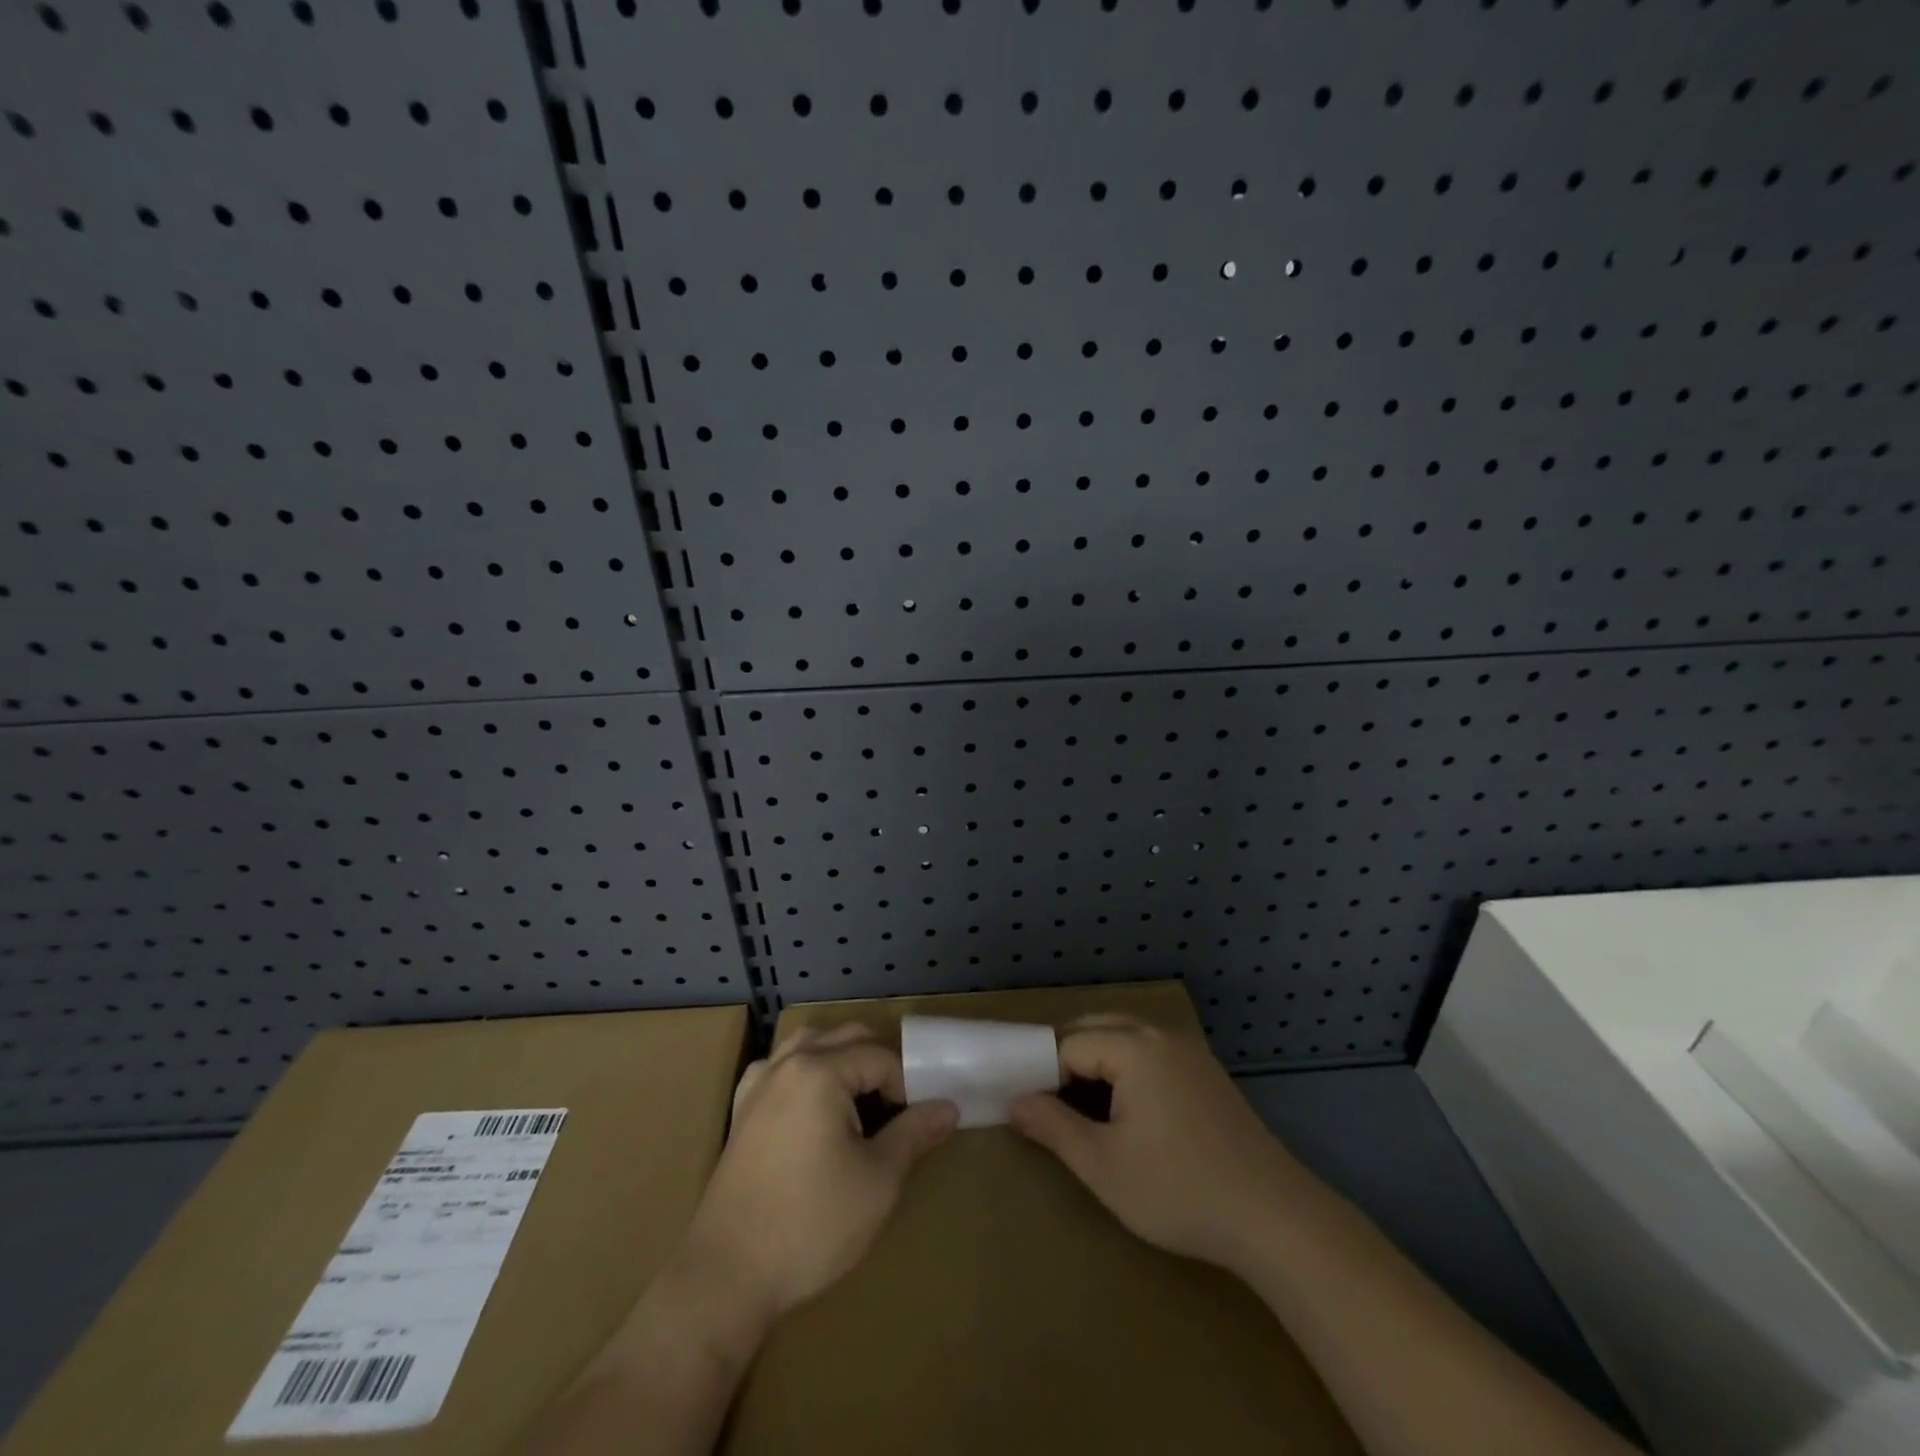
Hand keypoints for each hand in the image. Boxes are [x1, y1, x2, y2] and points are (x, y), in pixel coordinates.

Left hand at [680, 1023, 958, 1329]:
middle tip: (897, 1110)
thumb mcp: (878, 1181)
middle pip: (847, 1037)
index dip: (908, 1087)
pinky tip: (813, 1105)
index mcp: (820, 1071)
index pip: (881, 1058)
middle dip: (879, 1065)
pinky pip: (780, 1066)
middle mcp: (787, 1063)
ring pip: (810, 1043)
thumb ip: (914, 1133)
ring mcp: (759, 1084)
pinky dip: (804, 1070)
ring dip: (842, 1059)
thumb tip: (949, 1106)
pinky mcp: (742, 1110)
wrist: (728, 1276)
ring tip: (860, 1101)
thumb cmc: (811, 1225)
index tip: (917, 1125)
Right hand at [1010, 1014, 1303, 1272]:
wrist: (1274, 1219)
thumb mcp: (1104, 1166)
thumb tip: (1015, 1102)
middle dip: (1068, 1060)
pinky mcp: (1207, 1072)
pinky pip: (1152, 1052)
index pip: (1069, 1044)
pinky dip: (1128, 1068)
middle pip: (1096, 1027)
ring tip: (1085, 1112)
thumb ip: (1053, 1128)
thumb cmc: (1180, 1190)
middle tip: (1053, 1108)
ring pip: (1125, 1037)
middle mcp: (1161, 1034)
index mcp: (1134, 1046)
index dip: (1045, 1075)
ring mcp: (1189, 1050)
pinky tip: (1130, 1112)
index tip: (1035, 1113)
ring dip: (1098, 1062)